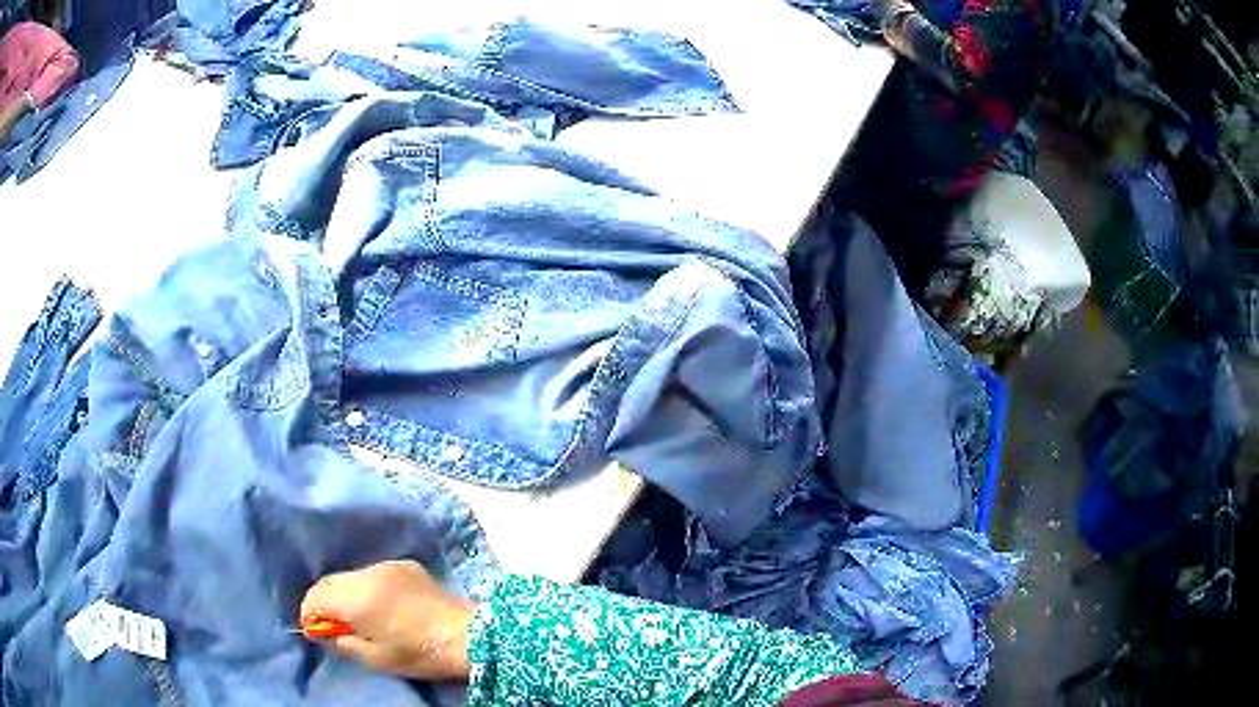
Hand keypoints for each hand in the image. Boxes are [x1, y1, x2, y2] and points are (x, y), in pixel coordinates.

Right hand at [300, 560, 475, 680]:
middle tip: (335, 626)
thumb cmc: (419, 653)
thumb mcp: (375, 658)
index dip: (310, 614)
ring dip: (346, 593)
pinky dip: (367, 587)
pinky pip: (372, 573)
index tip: (316, 631)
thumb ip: (342, 641)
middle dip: (325, 602)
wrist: (468, 635)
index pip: (316, 596)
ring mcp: (387, 565)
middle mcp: (367, 574)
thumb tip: (323, 632)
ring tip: (359, 616)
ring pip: (350, 576)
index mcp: (356, 597)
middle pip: (330, 582)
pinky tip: (381, 605)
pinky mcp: (404, 565)